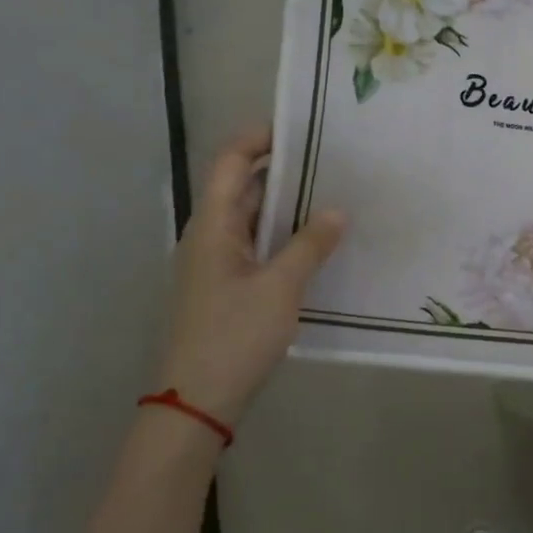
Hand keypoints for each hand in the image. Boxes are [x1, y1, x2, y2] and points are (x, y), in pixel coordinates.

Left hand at [158, 126, 345, 423]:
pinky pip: (255, 247)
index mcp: (212, 225)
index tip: (300, 128)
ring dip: (285, 207)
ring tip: (331, 196)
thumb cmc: (234, 337)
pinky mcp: (224, 289)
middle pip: (241, 188)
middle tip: (331, 162)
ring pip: (251, 220)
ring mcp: (215, 264)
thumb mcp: (280, 288)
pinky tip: (314, 244)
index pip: (230, 161)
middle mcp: (209, 236)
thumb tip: (336, 211)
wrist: (195, 404)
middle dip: (282, 171)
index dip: (259, 138)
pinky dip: (281, 237)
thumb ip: (309, 246)